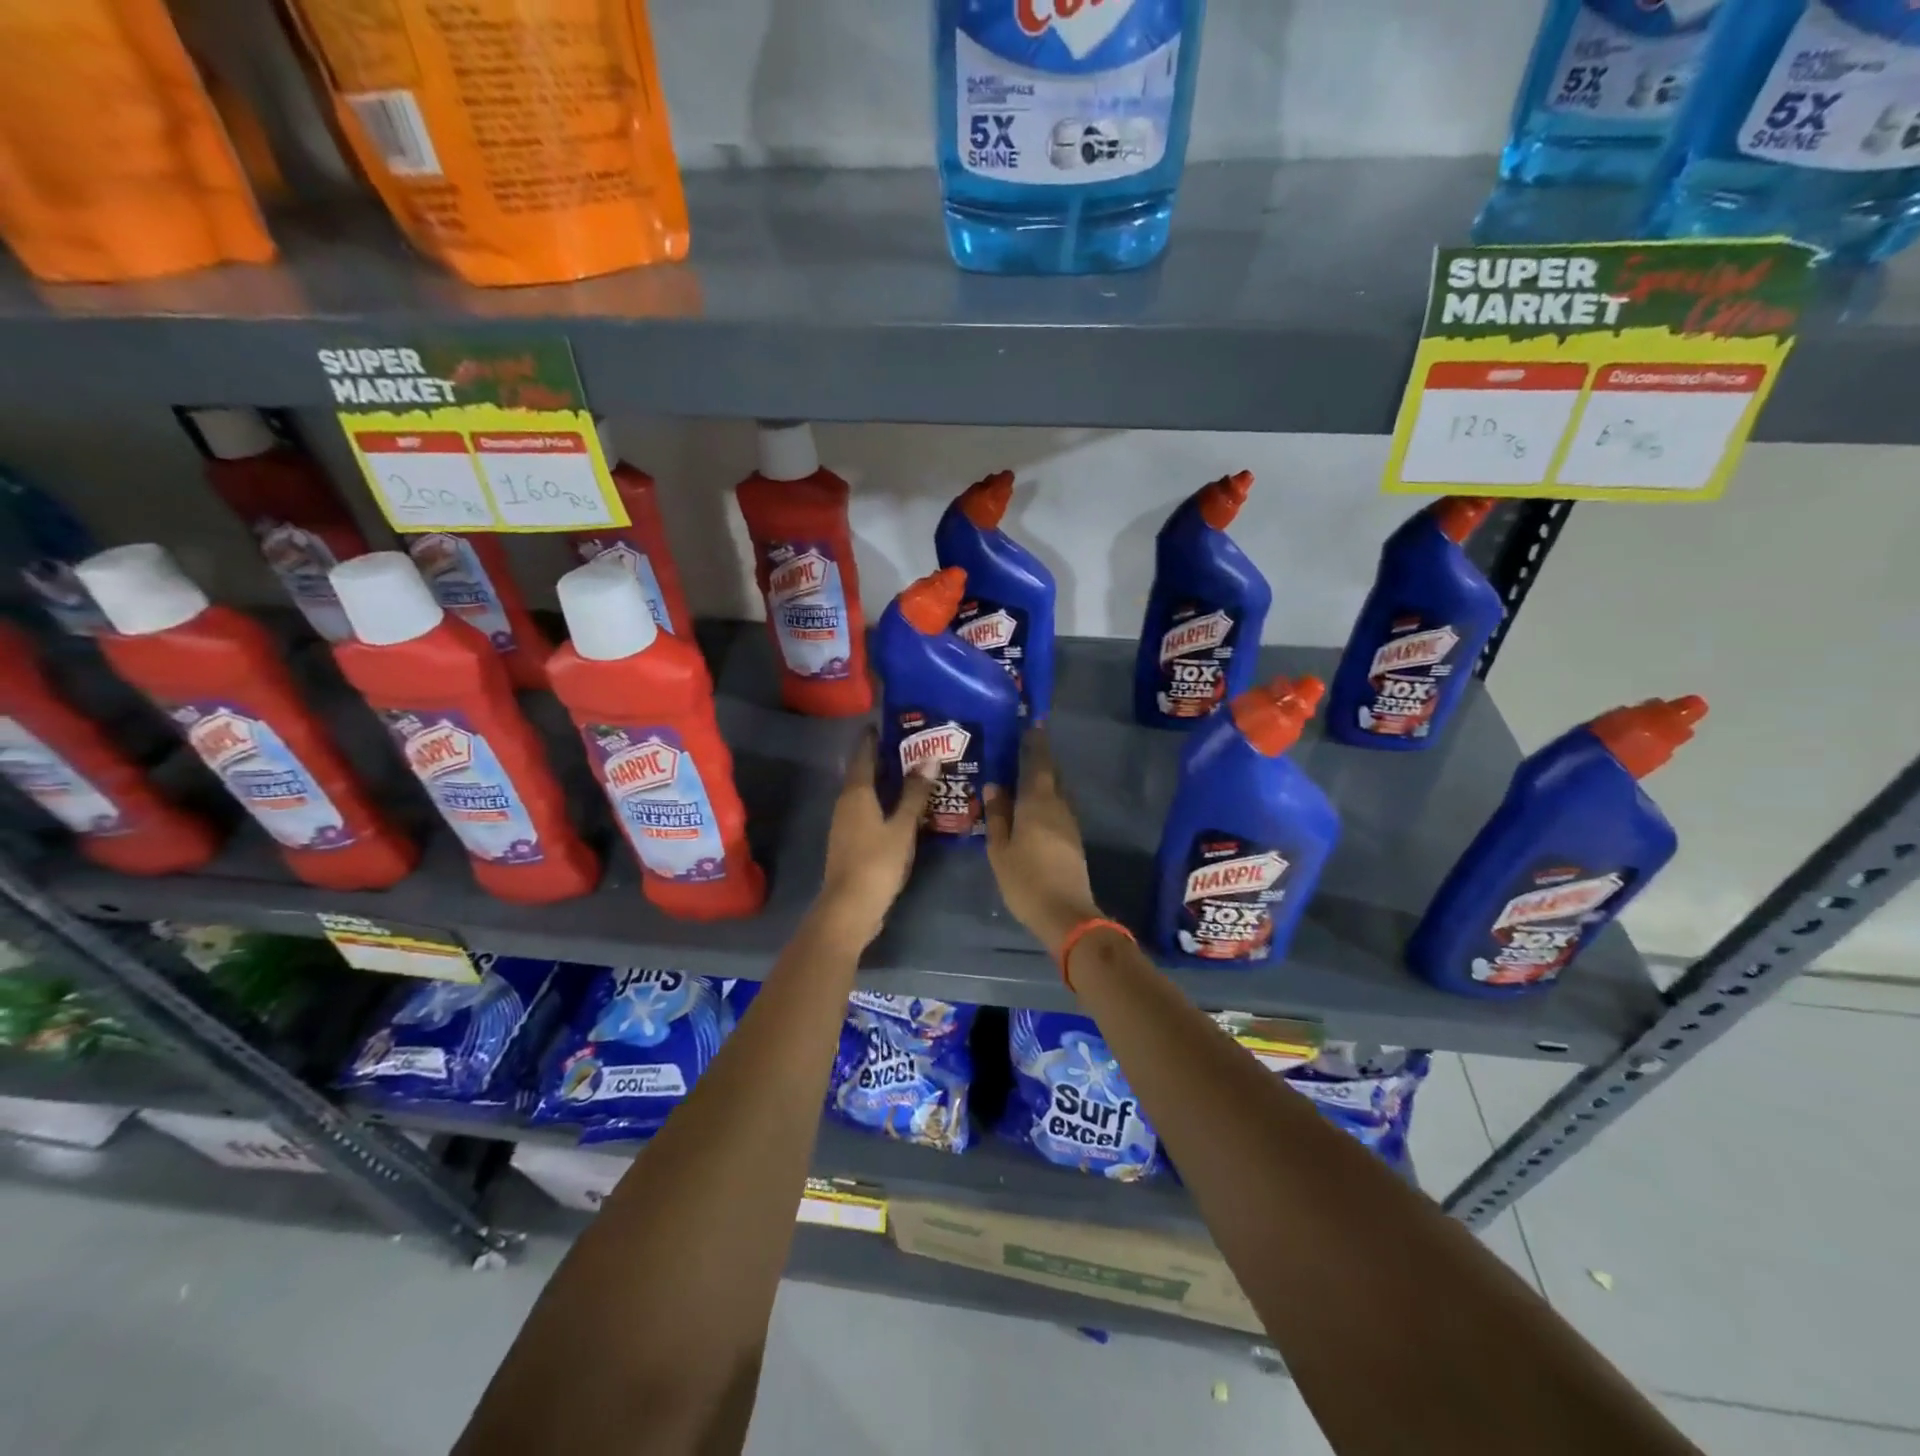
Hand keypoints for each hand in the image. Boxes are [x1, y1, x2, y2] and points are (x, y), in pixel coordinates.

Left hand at [814, 728, 935, 947]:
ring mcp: (845, 824)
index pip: (863, 755)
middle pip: (863, 773)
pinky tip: (901, 808)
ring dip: (884, 782)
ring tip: (912, 774)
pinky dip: (883, 802)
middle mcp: (846, 803)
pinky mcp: (850, 842)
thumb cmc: (876, 863)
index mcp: (856, 794)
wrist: (849, 908)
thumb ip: (915, 794)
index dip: (873, 738)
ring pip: (865, 793)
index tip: (889, 723)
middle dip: (884, 759)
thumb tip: (929, 759)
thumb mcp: (902, 827)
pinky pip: (867, 811)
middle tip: (912, 746)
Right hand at [983, 727, 1103, 957]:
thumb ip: (997, 815)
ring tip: (1024, 777)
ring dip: (1044, 782)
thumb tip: (994, 786)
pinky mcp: (1073, 840)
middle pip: (1051, 776)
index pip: (1038, 764)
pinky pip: (1058, 809)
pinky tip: (1033, 809)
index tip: (1033, 724)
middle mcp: (1058, 806)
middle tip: (1023, 749)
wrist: (1065, 913)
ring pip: (1056, 793)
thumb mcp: (1000, 849)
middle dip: (1040, 761)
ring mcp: (1069, 824)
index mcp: (1038, 803)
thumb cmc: (1025, 879)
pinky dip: (1046, 801)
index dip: (1036, 743)